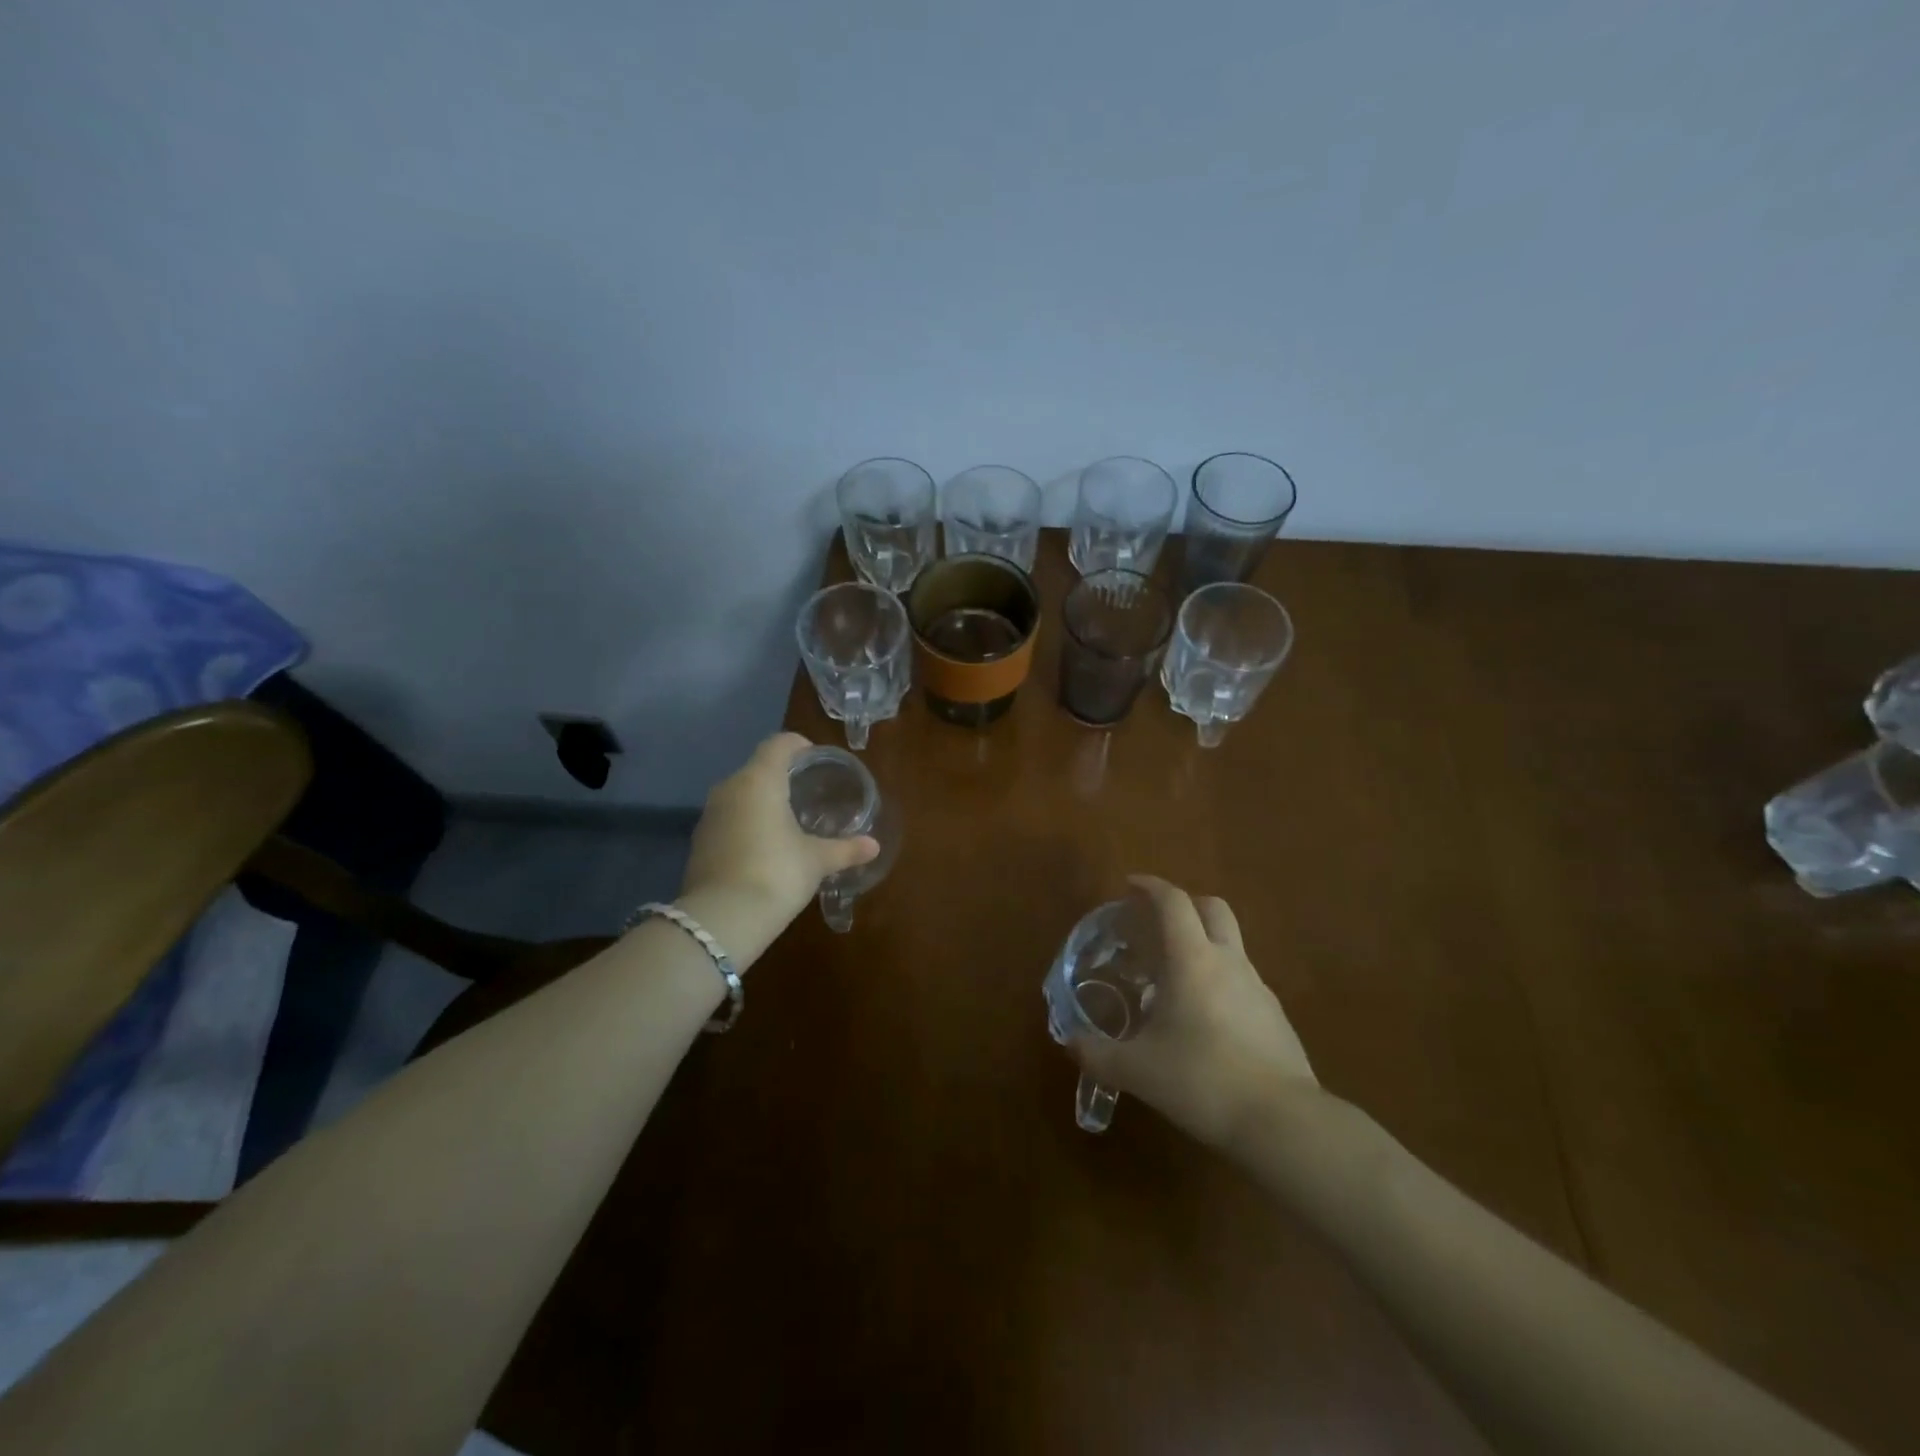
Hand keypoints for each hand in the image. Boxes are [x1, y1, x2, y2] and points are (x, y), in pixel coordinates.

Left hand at [680, 733, 879, 931]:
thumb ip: (845, 849)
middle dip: (781, 775)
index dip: (798, 746)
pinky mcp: (699, 842)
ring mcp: (709, 816)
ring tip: (788, 819)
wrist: (721, 920)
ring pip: (740, 795)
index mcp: (759, 781)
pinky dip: (746, 824)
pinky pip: (728, 820)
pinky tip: (764, 846)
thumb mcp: (817, 861)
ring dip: (761, 801)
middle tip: (807, 791)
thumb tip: (873, 846)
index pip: (778, 744)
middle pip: (757, 768)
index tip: (816, 758)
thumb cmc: (776, 874)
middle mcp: (729, 789)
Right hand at [1069, 875, 1318, 1147]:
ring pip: (1229, 945)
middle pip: (1212, 908)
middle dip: (1184, 904)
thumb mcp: (1137, 1070)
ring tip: (1171, 979)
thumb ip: (1098, 1054)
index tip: (1130, 885)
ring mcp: (1258, 988)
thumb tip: (1071, 1043)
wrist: (1283, 1122)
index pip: (1173, 902)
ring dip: (1201, 945)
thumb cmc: (1202, 1079)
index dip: (1150, 886)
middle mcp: (1228, 962)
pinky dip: (1218, 981)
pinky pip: (1241, 981)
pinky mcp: (1275, 1017)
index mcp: (1192, 959)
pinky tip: (1202, 1019)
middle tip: (1155, 923)